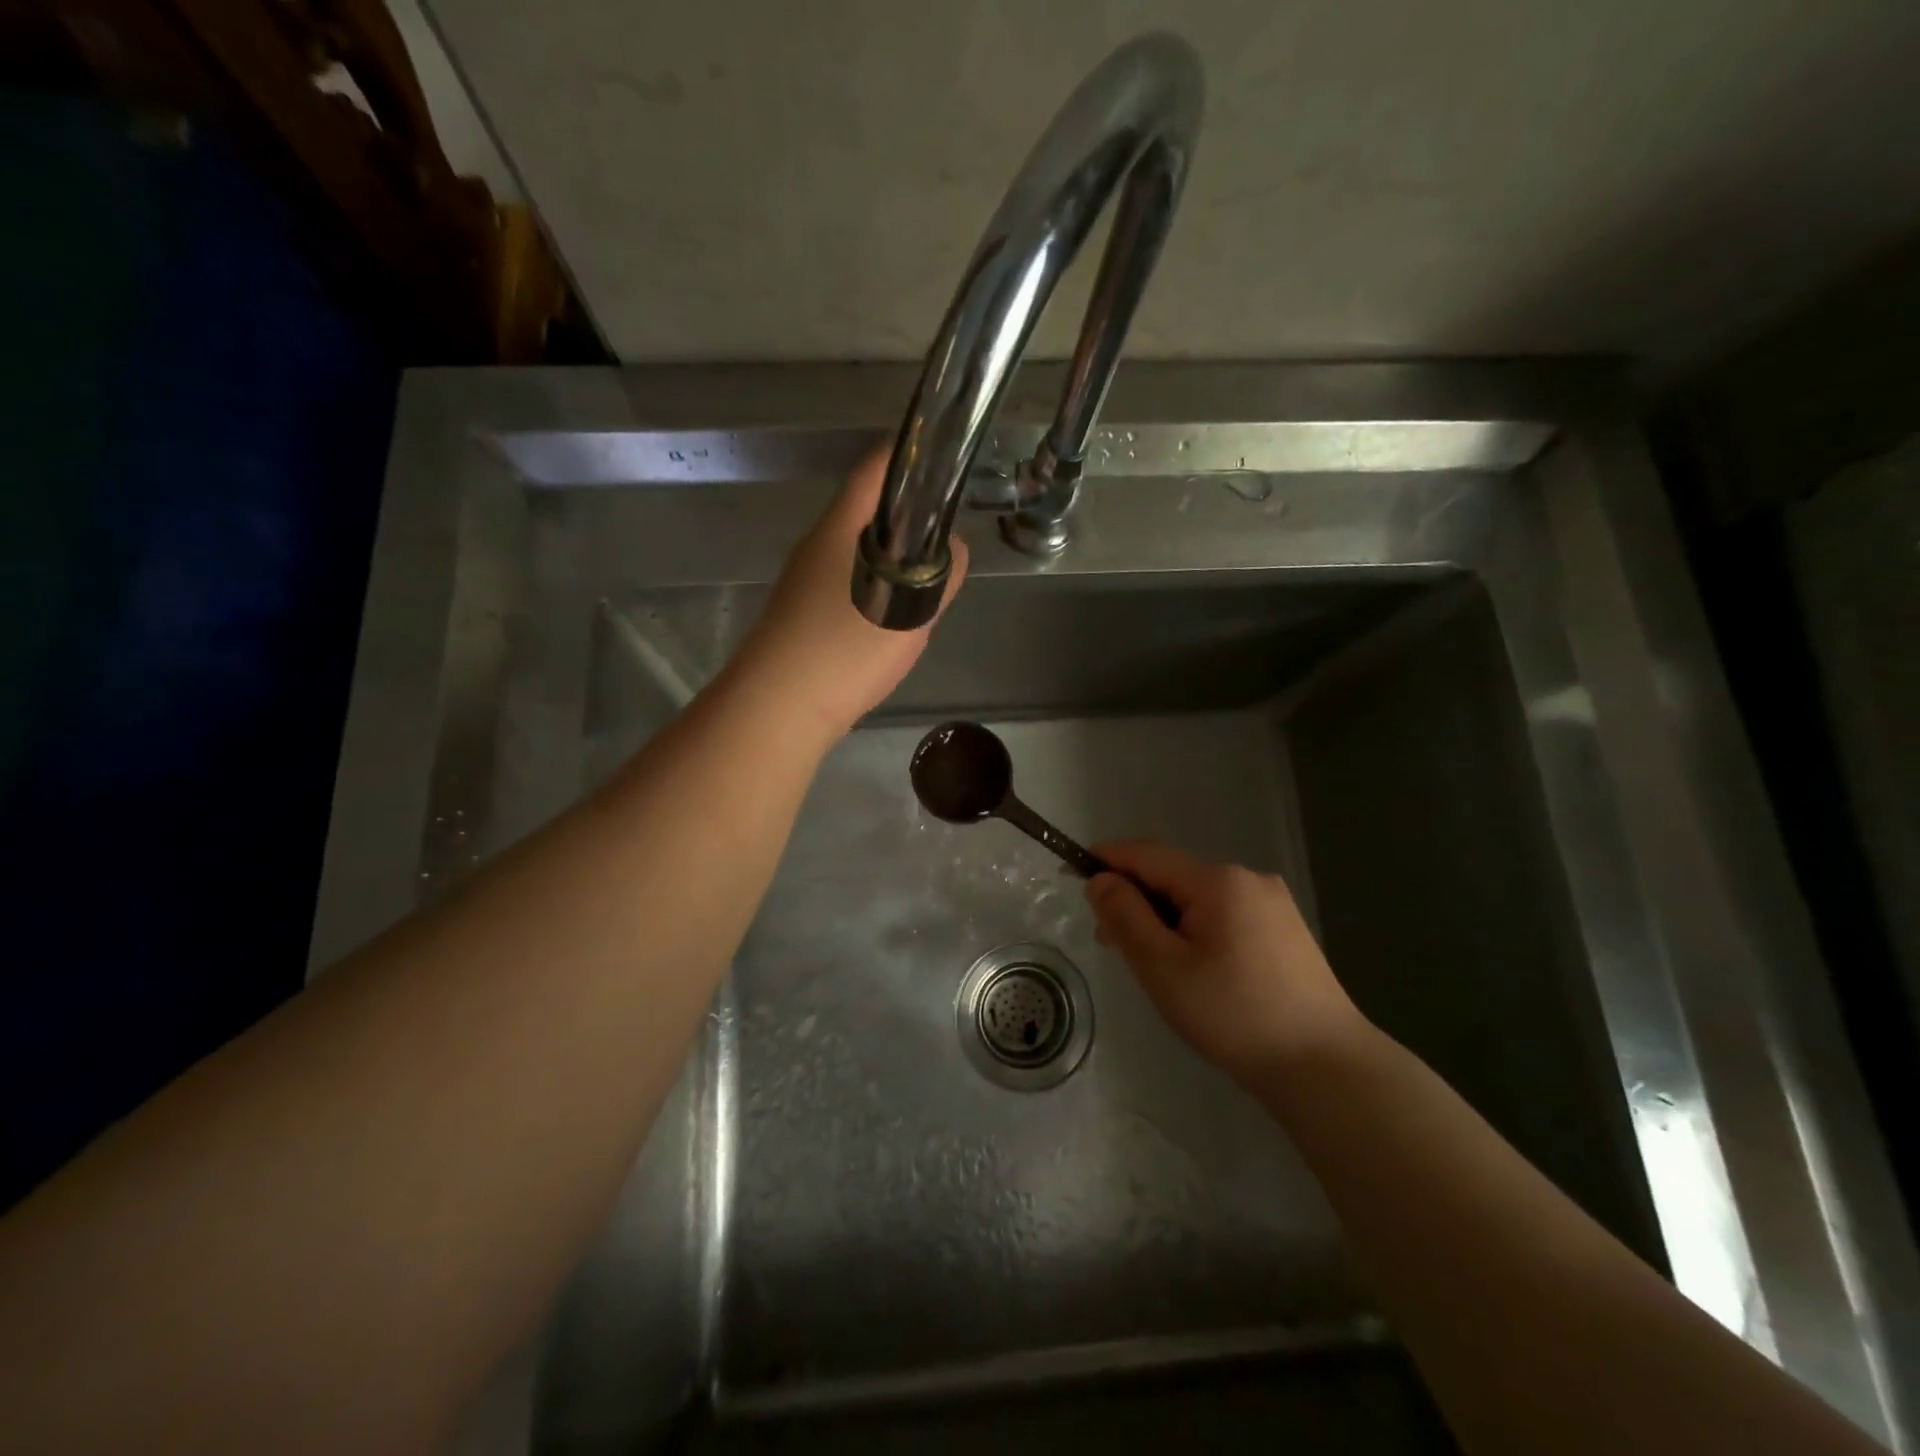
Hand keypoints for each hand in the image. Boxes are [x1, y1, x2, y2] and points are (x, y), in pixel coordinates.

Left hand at [730, 444, 967, 741]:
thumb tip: (955, 548)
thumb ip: (941, 578)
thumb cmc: (844, 649)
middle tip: (946, 545)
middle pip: (867, 511)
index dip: (912, 457)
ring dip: (894, 560)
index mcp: (839, 527)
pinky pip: (847, 584)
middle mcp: (816, 544)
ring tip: (925, 590)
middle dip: (910, 520)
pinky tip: (890, 623)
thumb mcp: (911, 613)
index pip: (875, 469)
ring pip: (858, 552)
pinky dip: (876, 589)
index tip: (947, 467)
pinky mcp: (800, 612)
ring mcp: (803, 579)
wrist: (777, 707)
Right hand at [1085, 841, 1366, 1085]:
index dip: (1105, 860)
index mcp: (1217, 880)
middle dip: (1135, 898)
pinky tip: (1192, 967)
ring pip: (1198, 896)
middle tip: (1109, 943)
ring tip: (1149, 962)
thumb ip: (1125, 917)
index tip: (1070, 872)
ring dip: (1164, 917)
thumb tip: (1100, 880)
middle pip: (1173, 875)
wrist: (1325, 1067)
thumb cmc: (1234, 1015)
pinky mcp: (1285, 929)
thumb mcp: (1164, 968)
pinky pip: (1224, 913)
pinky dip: (1194, 928)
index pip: (1146, 854)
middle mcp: (1248, 878)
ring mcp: (1272, 903)